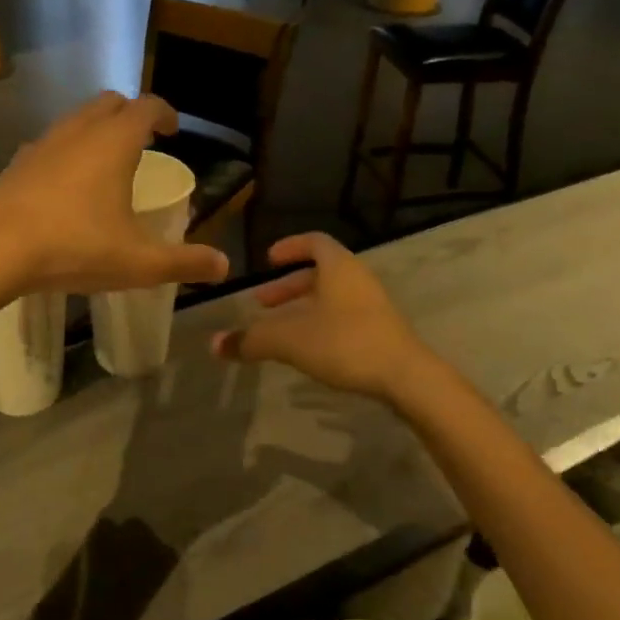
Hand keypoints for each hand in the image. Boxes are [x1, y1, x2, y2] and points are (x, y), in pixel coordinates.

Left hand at [0, 92, 230, 294]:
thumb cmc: (75, 246)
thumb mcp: (138, 262)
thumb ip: (183, 262)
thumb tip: (223, 267)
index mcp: (115, 142)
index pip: (147, 107)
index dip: (165, 113)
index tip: (173, 130)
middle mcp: (79, 131)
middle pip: (109, 102)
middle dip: (130, 114)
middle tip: (142, 140)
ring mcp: (43, 143)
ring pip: (76, 119)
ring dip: (96, 129)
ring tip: (105, 162)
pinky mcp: (17, 162)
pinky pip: (49, 143)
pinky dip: (66, 150)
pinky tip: (65, 184)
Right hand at [210, 232, 427, 400]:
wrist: (406, 376)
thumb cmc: (345, 343)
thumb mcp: (290, 340)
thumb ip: (251, 340)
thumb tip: (214, 344)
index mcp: (338, 267)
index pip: (314, 242)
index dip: (290, 248)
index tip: (269, 259)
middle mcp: (358, 279)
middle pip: (320, 273)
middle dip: (288, 287)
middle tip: (262, 304)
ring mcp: (373, 305)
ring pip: (331, 297)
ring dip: (303, 308)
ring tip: (281, 331)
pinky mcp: (382, 330)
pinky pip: (344, 316)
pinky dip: (321, 323)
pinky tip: (309, 349)